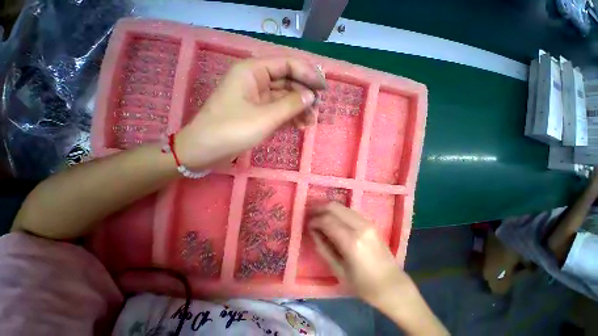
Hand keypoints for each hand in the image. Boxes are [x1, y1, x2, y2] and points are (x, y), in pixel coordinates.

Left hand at [176, 57, 325, 168]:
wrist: (205, 150)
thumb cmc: (232, 130)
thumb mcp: (265, 117)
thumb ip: (290, 105)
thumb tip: (310, 96)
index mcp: (252, 71)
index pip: (287, 64)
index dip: (307, 74)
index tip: (323, 88)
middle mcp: (255, 80)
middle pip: (286, 81)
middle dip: (303, 95)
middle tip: (317, 110)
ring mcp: (256, 98)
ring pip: (283, 98)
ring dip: (298, 108)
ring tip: (311, 122)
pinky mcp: (256, 113)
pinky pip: (277, 110)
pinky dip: (289, 117)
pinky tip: (300, 125)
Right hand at [309, 203, 448, 334]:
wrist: (393, 285)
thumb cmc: (364, 285)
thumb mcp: (339, 270)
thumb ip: (323, 247)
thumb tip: (312, 231)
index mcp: (352, 242)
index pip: (327, 221)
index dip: (314, 220)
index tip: (308, 224)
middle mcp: (360, 227)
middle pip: (334, 207)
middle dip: (319, 208)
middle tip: (311, 215)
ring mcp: (366, 222)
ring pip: (341, 206)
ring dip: (328, 208)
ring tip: (319, 215)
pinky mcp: (370, 222)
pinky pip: (348, 211)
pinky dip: (337, 212)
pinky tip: (332, 218)